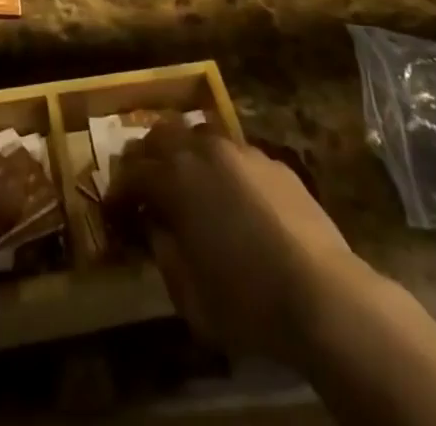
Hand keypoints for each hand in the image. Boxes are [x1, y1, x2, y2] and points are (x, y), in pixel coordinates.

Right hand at [107, 123, 368, 369]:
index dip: (117, 190)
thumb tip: (155, 228)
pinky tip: (230, 194)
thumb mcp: (189, 295)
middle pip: (161, 134)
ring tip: (186, 181)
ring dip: (184, 152)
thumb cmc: (247, 302)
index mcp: (175, 180)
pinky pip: (234, 151)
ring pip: (199, 133)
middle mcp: (203, 151)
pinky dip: (220, 165)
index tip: (113, 209)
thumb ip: (164, 253)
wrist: (322, 294)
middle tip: (143, 183)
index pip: (132, 173)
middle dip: (146, 155)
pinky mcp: (272, 161)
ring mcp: (241, 151)